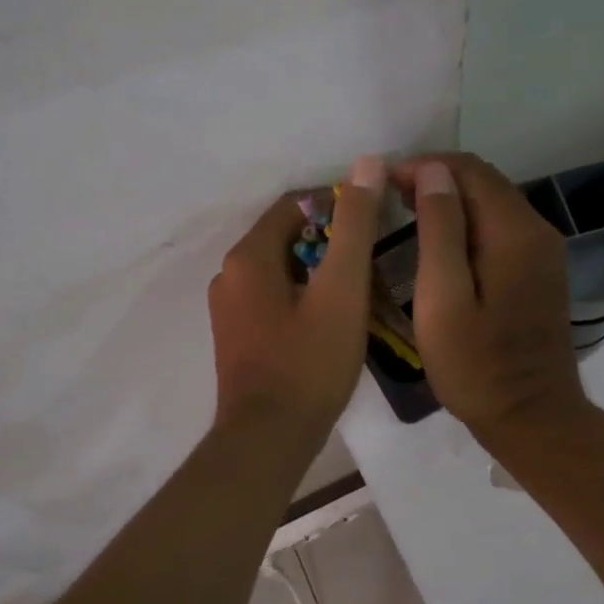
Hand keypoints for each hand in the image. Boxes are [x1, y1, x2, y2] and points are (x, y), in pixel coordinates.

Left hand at [207, 155, 385, 439]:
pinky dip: (303, 296)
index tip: (374, 219)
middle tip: (372, 260)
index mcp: (248, 256)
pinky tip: (332, 319)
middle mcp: (229, 275)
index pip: (294, 205)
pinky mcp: (237, 336)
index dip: (336, 204)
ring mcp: (229, 309)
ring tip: (359, 290)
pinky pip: (273, 298)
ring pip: (281, 270)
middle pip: (286, 237)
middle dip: (330, 240)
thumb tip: (366, 164)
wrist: (269, 438)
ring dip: (318, 271)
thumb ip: (354, 226)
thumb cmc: (310, 363)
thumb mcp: (342, 291)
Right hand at [392, 153, 588, 445]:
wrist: (532, 418)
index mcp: (515, 232)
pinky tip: (439, 244)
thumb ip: (439, 229)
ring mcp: (543, 252)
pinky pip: (500, 229)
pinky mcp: (540, 272)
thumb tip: (432, 171)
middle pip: (484, 182)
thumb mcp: (443, 299)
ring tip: (404, 215)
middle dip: (435, 180)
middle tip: (388, 198)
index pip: (468, 171)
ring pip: (492, 204)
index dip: (423, 166)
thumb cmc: (477, 367)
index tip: (382, 182)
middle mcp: (537, 230)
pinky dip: (467, 224)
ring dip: (450, 202)